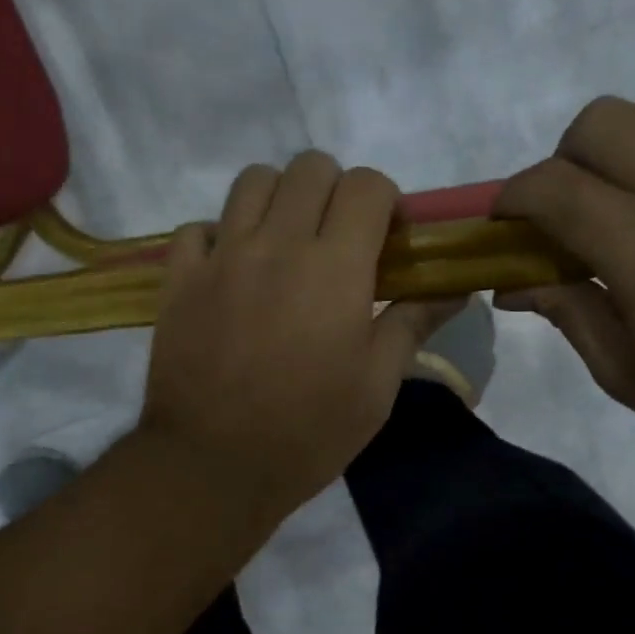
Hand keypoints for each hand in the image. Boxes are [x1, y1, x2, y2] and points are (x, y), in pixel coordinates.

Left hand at [141, 152, 464, 524]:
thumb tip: (456, 288)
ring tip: (284, 244)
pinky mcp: (178, 280)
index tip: (386, 239)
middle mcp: (276, 244)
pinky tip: (232, 271)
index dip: (384, 201)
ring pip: (251, 181)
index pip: (366, 185)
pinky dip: (219, 236)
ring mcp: (221, 257)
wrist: (214, 466)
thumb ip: (414, 324)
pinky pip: (197, 228)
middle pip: (309, 167)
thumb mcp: (376, 386)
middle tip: (337, 240)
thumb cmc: (309, 432)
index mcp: (334, 267)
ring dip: (278, 199)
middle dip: (334, 191)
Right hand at [495, 87, 634, 478]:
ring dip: (623, 141)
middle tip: (564, 211)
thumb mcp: (620, 369)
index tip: (502, 222)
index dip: (512, 198)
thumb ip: (565, 310)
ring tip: (621, 195)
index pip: (552, 185)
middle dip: (563, 159)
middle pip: (601, 121)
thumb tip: (513, 286)